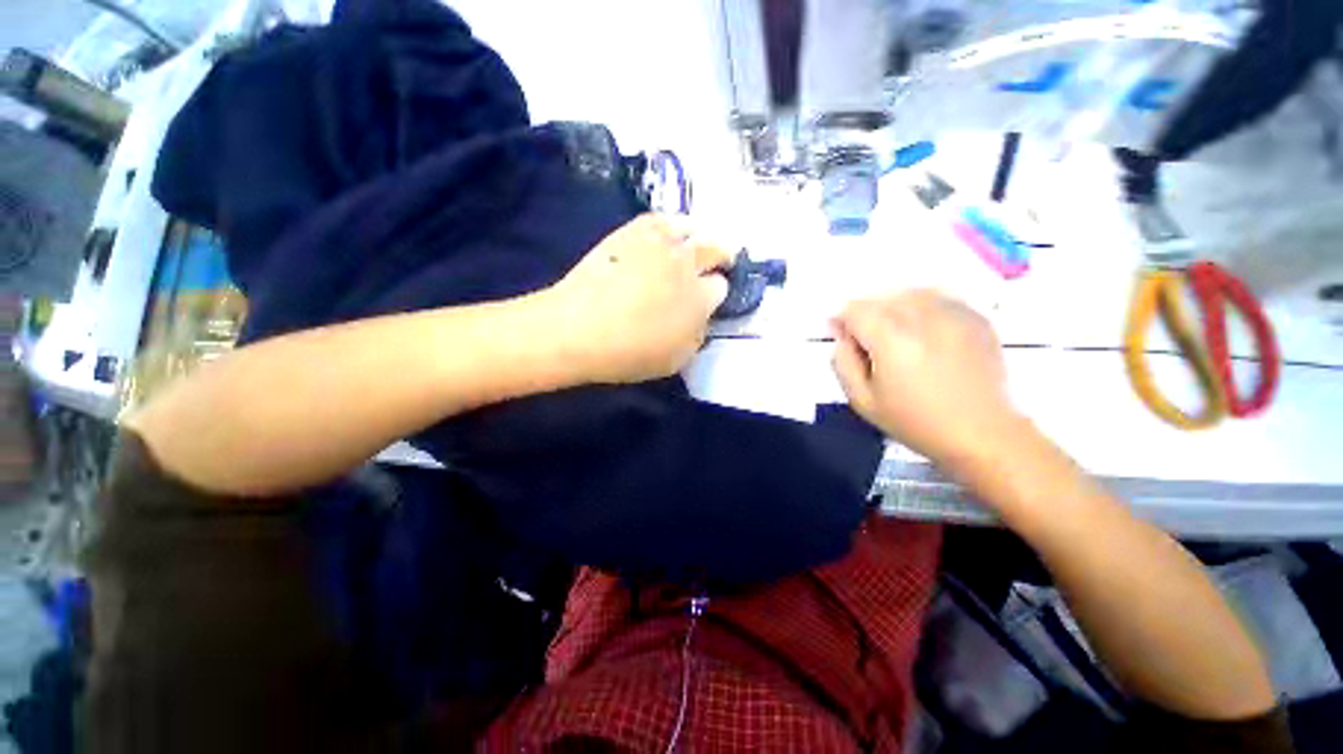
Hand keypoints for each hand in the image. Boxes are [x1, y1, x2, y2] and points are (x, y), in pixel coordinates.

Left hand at [544, 214, 730, 383]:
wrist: (579, 329)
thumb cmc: (630, 354)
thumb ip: (696, 335)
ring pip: (691, 228)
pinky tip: (663, 236)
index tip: (707, 301)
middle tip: (711, 268)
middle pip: (714, 249)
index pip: (721, 287)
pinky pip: (660, 219)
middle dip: (718, 258)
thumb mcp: (676, 359)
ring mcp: (658, 244)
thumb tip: (699, 318)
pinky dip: (667, 226)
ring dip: (695, 238)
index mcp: (700, 298)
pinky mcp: (631, 232)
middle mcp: (686, 264)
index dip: (716, 294)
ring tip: (689, 248)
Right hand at [831, 290, 1024, 468]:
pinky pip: (939, 297)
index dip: (841, 320)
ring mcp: (953, 313)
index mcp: (890, 337)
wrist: (981, 433)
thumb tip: (842, 337)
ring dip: (894, 307)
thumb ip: (842, 362)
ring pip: (910, 292)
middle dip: (866, 314)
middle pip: (881, 298)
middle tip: (868, 341)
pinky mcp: (976, 318)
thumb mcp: (862, 400)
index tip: (842, 337)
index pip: (854, 309)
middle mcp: (921, 316)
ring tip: (896, 333)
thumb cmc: (915, 421)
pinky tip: (924, 331)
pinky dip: (923, 307)